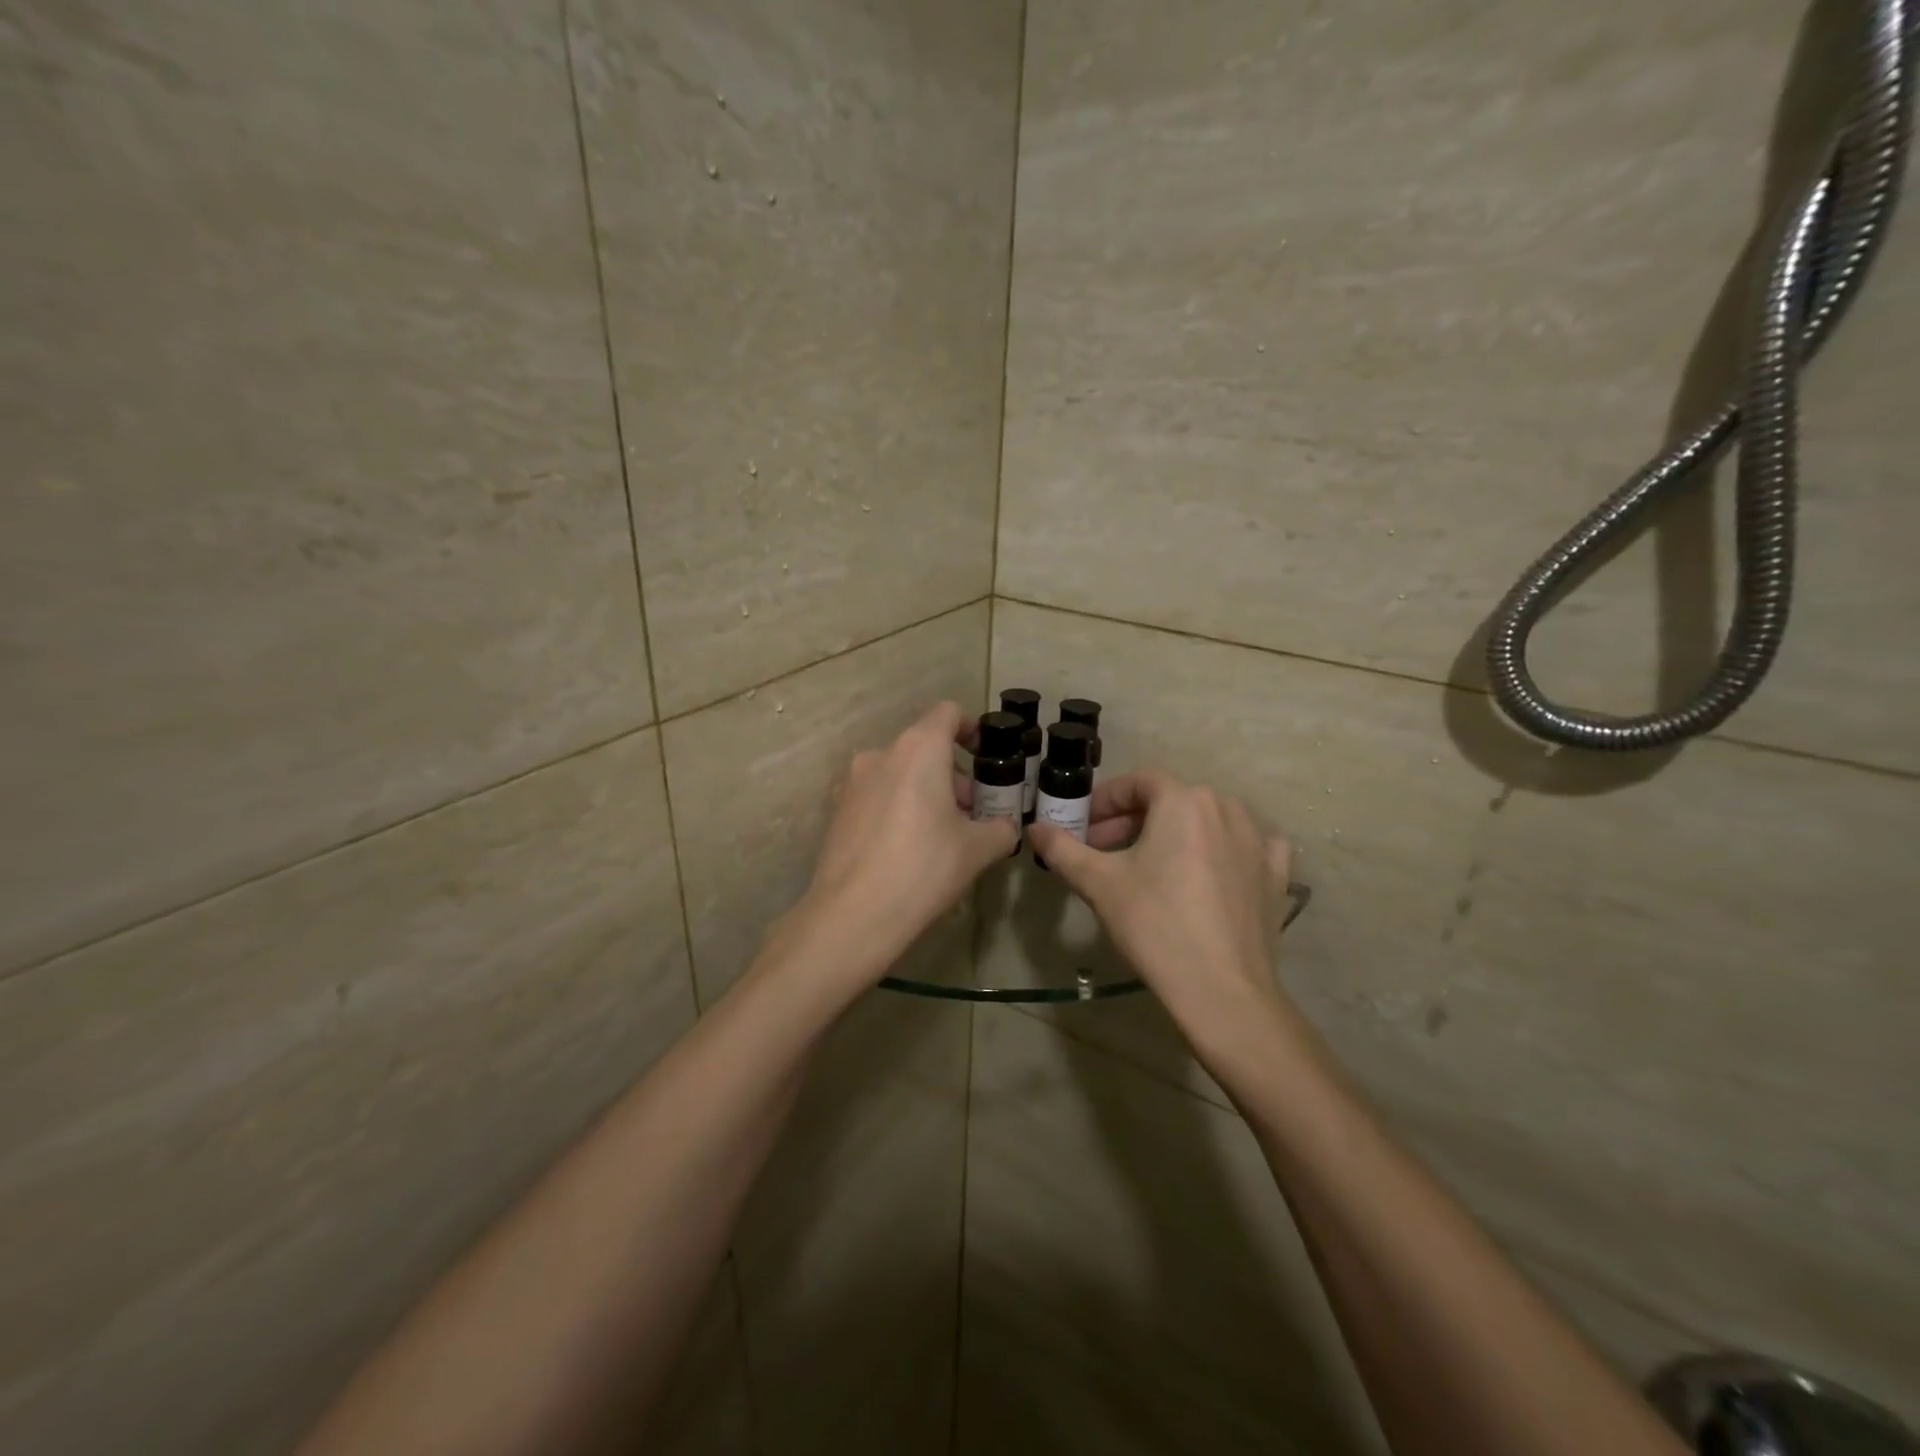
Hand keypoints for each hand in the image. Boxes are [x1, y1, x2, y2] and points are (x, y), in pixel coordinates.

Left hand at [794, 701, 1018, 973]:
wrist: (853, 915)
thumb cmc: (924, 869)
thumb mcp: (978, 849)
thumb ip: (1001, 828)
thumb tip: (1006, 827)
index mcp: (919, 749)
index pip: (948, 713)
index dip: (972, 729)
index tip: (986, 757)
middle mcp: (881, 753)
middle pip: (924, 747)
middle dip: (953, 773)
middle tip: (972, 812)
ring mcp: (852, 781)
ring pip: (899, 772)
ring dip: (925, 791)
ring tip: (942, 834)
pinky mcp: (837, 809)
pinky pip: (877, 795)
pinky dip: (898, 806)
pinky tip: (908, 848)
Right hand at [1029, 771, 1296, 1046]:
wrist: (1222, 990)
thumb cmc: (1155, 925)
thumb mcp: (1098, 884)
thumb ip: (1063, 849)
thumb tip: (1035, 828)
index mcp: (1183, 801)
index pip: (1138, 782)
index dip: (1105, 800)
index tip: (1084, 825)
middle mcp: (1225, 808)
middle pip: (1171, 800)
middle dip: (1133, 820)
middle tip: (1104, 851)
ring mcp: (1258, 841)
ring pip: (1207, 820)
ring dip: (1174, 833)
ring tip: (1150, 864)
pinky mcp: (1276, 874)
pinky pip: (1249, 846)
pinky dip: (1224, 849)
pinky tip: (1211, 869)